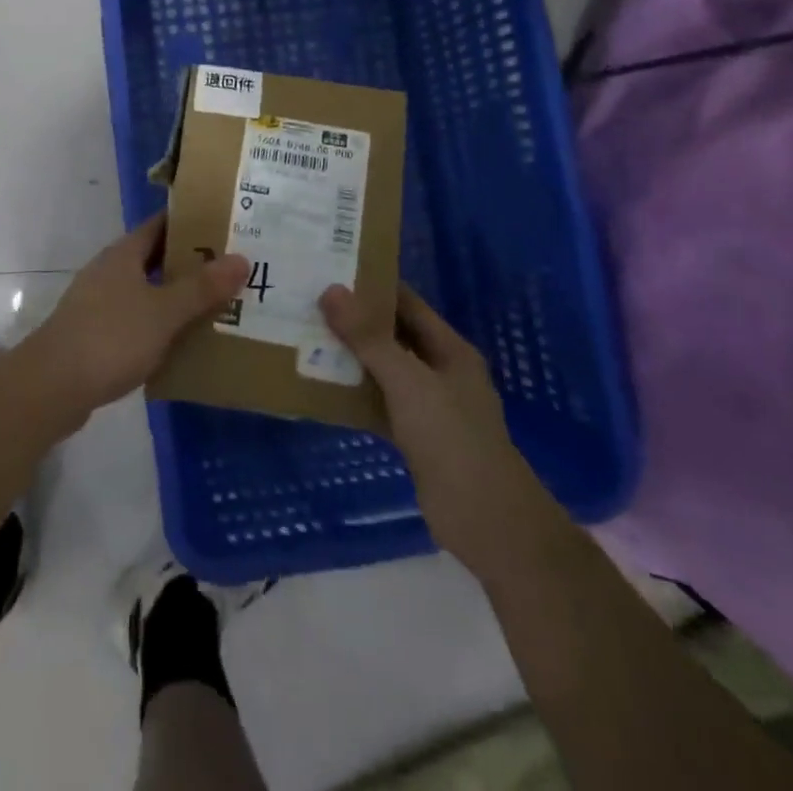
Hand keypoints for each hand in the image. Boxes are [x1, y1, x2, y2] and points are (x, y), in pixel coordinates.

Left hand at [19, 214, 248, 416]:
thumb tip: (241, 259)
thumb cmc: (110, 338)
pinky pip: (136, 321)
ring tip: (217, 305)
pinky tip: (182, 343)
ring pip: (146, 291)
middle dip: (191, 263)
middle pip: (155, 258)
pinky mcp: (95, 335)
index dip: (192, 222)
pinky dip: (159, 325)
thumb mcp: (163, 312)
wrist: (51, 387)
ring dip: (176, 297)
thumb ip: (201, 288)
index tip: (226, 226)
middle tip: (233, 269)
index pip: (161, 225)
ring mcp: (98, 303)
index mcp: (123, 254)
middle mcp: (109, 271)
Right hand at [321, 282, 534, 568]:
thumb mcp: (407, 381)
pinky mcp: (416, 438)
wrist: (487, 521)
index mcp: (449, 349)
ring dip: (351, 358)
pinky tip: (321, 388)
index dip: (372, 286)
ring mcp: (430, 407)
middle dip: (355, 321)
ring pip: (384, 371)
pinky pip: (380, 404)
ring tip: (306, 338)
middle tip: (308, 303)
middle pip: (393, 335)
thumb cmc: (452, 438)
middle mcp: (441, 371)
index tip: (330, 271)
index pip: (407, 303)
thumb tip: (331, 290)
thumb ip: (369, 338)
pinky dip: (355, 395)